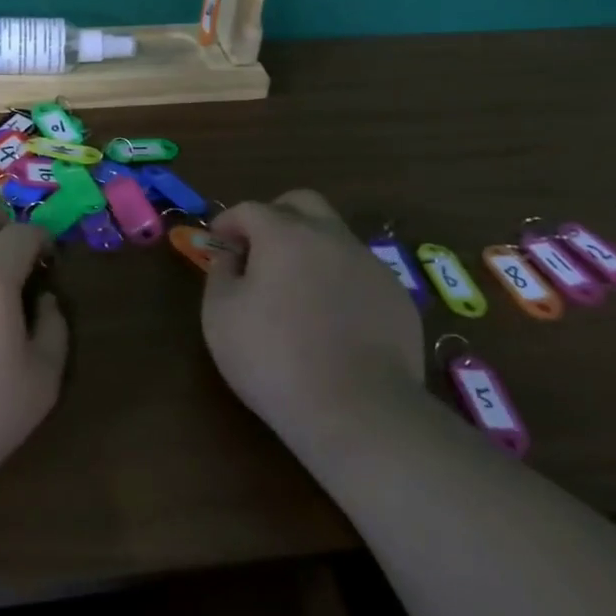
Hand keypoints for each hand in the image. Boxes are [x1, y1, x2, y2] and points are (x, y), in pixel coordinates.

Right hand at [201, 191, 423, 451]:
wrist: (358, 412)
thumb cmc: (273, 358)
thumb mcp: (220, 315)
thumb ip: (220, 273)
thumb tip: (231, 256)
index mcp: (286, 234)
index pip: (250, 209)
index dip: (228, 222)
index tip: (217, 243)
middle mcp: (332, 237)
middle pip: (302, 203)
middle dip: (275, 216)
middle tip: (258, 249)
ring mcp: (371, 266)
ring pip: (335, 237)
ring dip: (309, 248)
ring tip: (294, 290)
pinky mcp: (398, 298)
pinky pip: (359, 274)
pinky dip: (338, 281)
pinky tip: (330, 320)